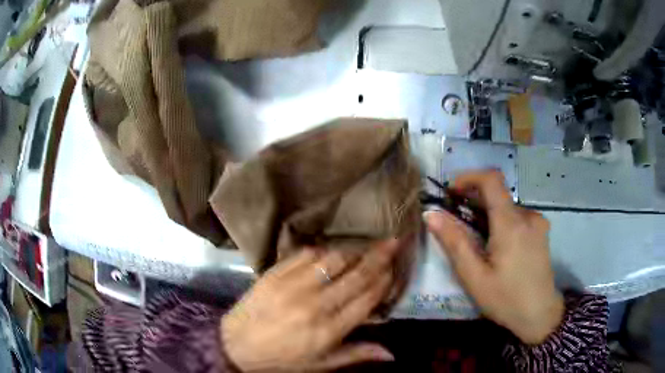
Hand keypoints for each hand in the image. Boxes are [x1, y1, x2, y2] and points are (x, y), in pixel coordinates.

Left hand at [221, 239, 407, 371]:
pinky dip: (323, 250)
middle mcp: (315, 304)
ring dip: (354, 250)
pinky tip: (332, 250)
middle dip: (378, 257)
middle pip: (355, 275)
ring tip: (367, 244)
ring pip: (333, 260)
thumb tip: (391, 353)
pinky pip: (305, 254)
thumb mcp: (320, 364)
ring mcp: (293, 285)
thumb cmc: (282, 359)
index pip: (366, 299)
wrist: (236, 345)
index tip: (393, 270)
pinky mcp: (274, 273)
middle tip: (393, 241)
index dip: (384, 282)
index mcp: (328, 329)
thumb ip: (356, 354)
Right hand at [425, 170, 563, 344]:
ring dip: (487, 215)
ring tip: (476, 242)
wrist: (540, 315)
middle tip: (456, 224)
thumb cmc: (506, 299)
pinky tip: (496, 248)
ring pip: (506, 207)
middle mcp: (528, 215)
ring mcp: (537, 223)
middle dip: (473, 202)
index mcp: (511, 223)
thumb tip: (431, 214)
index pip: (491, 179)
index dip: (469, 177)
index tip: (451, 191)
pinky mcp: (541, 232)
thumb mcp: (474, 277)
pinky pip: (517, 217)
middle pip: (497, 194)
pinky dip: (501, 223)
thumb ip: (454, 242)